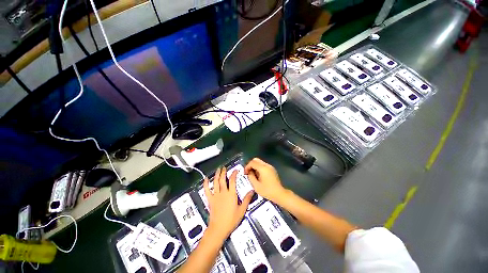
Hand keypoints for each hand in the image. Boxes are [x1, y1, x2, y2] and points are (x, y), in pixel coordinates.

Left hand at [204, 167, 252, 240]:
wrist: (219, 228)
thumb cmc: (231, 220)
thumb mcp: (242, 210)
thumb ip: (247, 199)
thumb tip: (252, 191)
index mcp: (231, 194)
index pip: (232, 180)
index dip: (234, 174)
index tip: (235, 170)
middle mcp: (223, 192)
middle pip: (222, 179)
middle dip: (223, 172)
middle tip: (224, 167)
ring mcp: (215, 195)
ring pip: (215, 182)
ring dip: (216, 175)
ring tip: (218, 169)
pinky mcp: (210, 199)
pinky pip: (207, 190)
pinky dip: (206, 183)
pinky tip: (206, 178)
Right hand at [244, 158, 286, 203]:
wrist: (279, 194)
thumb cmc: (267, 191)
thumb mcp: (256, 186)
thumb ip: (251, 177)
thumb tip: (249, 172)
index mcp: (263, 168)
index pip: (252, 162)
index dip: (247, 167)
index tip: (245, 173)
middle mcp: (267, 165)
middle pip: (256, 160)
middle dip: (250, 165)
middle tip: (248, 172)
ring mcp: (270, 167)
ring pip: (260, 162)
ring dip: (255, 166)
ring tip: (253, 174)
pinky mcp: (272, 169)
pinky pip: (263, 165)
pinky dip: (259, 168)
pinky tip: (258, 175)